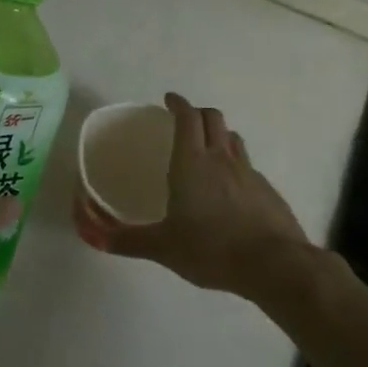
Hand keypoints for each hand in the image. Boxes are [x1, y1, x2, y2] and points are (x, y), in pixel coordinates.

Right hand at [76, 92, 329, 305]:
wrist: (276, 265)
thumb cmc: (211, 249)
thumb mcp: (162, 248)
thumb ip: (125, 240)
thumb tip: (91, 235)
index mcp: (192, 163)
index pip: (187, 118)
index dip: (178, 104)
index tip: (168, 100)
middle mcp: (221, 159)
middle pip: (213, 118)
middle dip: (197, 113)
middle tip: (183, 121)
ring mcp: (249, 173)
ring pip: (233, 139)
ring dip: (218, 134)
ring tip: (206, 148)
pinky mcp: (268, 191)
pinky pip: (248, 165)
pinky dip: (235, 164)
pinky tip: (229, 189)